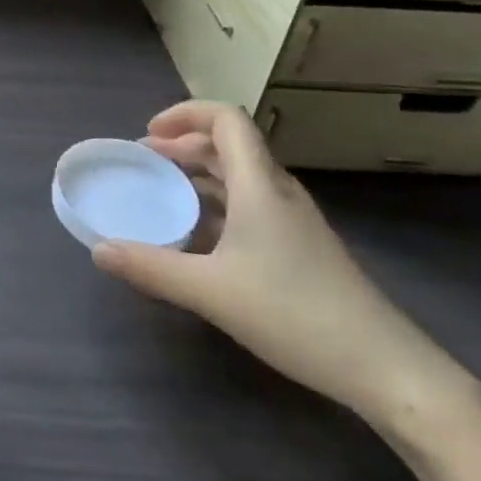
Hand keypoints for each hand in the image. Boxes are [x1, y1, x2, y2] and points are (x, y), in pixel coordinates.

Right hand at [92, 101, 463, 421]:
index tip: (148, 135)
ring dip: (198, 176)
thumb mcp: (211, 291)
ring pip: (239, 177)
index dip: (184, 114)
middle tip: (144, 163)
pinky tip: (196, 238)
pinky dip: (216, 206)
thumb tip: (98, 250)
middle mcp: (277, 192)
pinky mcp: (299, 246)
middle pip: (229, 145)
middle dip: (182, 145)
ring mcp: (292, 220)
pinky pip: (249, 206)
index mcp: (259, 185)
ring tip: (162, 193)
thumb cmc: (294, 313)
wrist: (383, 366)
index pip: (226, 119)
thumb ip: (151, 268)